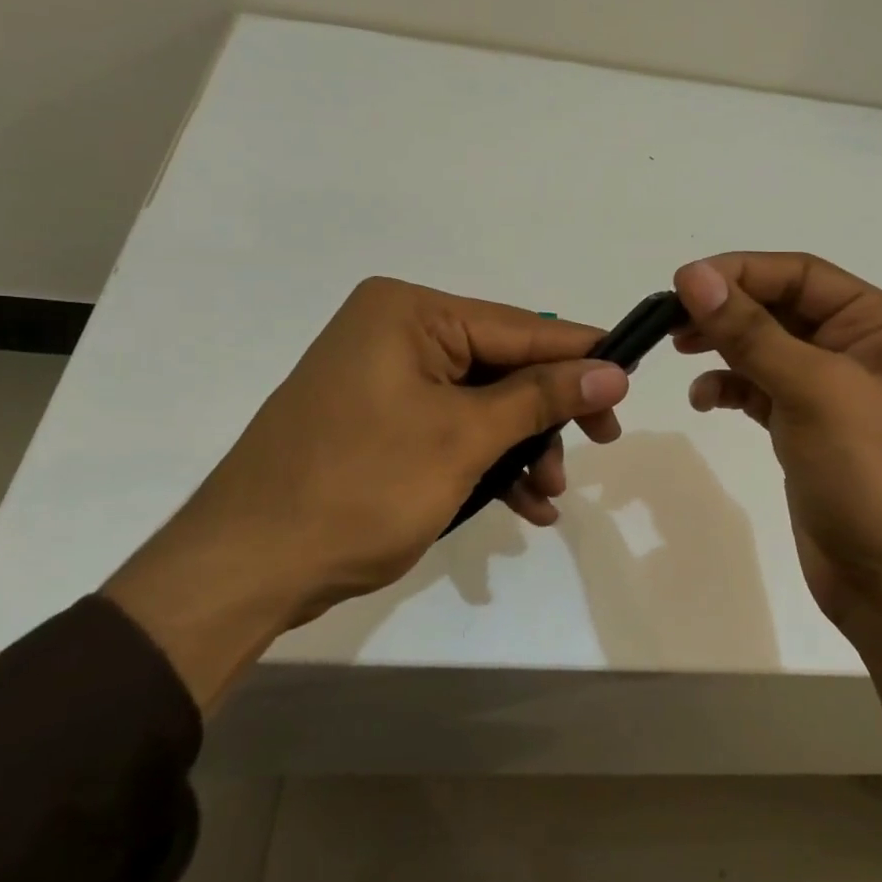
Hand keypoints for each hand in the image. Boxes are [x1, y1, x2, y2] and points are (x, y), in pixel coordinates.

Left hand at [105, 277, 628, 708]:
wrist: (247, 568)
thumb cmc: (360, 488)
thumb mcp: (463, 439)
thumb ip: (541, 397)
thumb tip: (613, 370)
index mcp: (410, 313)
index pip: (520, 326)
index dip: (581, 355)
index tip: (634, 380)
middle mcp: (396, 332)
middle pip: (503, 365)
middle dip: (549, 413)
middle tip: (601, 444)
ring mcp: (383, 378)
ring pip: (481, 403)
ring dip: (522, 447)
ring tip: (549, 496)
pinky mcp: (377, 421)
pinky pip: (450, 428)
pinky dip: (486, 462)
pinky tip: (521, 504)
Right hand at [674, 252, 881, 800]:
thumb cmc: (873, 475)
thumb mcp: (814, 391)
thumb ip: (751, 332)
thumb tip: (693, 275)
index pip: (803, 275)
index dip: (741, 272)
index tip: (682, 283)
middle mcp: (862, 349)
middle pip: (782, 308)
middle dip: (728, 310)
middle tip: (671, 321)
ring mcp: (834, 393)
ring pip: (768, 348)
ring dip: (724, 346)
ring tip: (680, 350)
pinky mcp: (809, 430)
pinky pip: (763, 390)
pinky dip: (732, 388)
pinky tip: (706, 399)